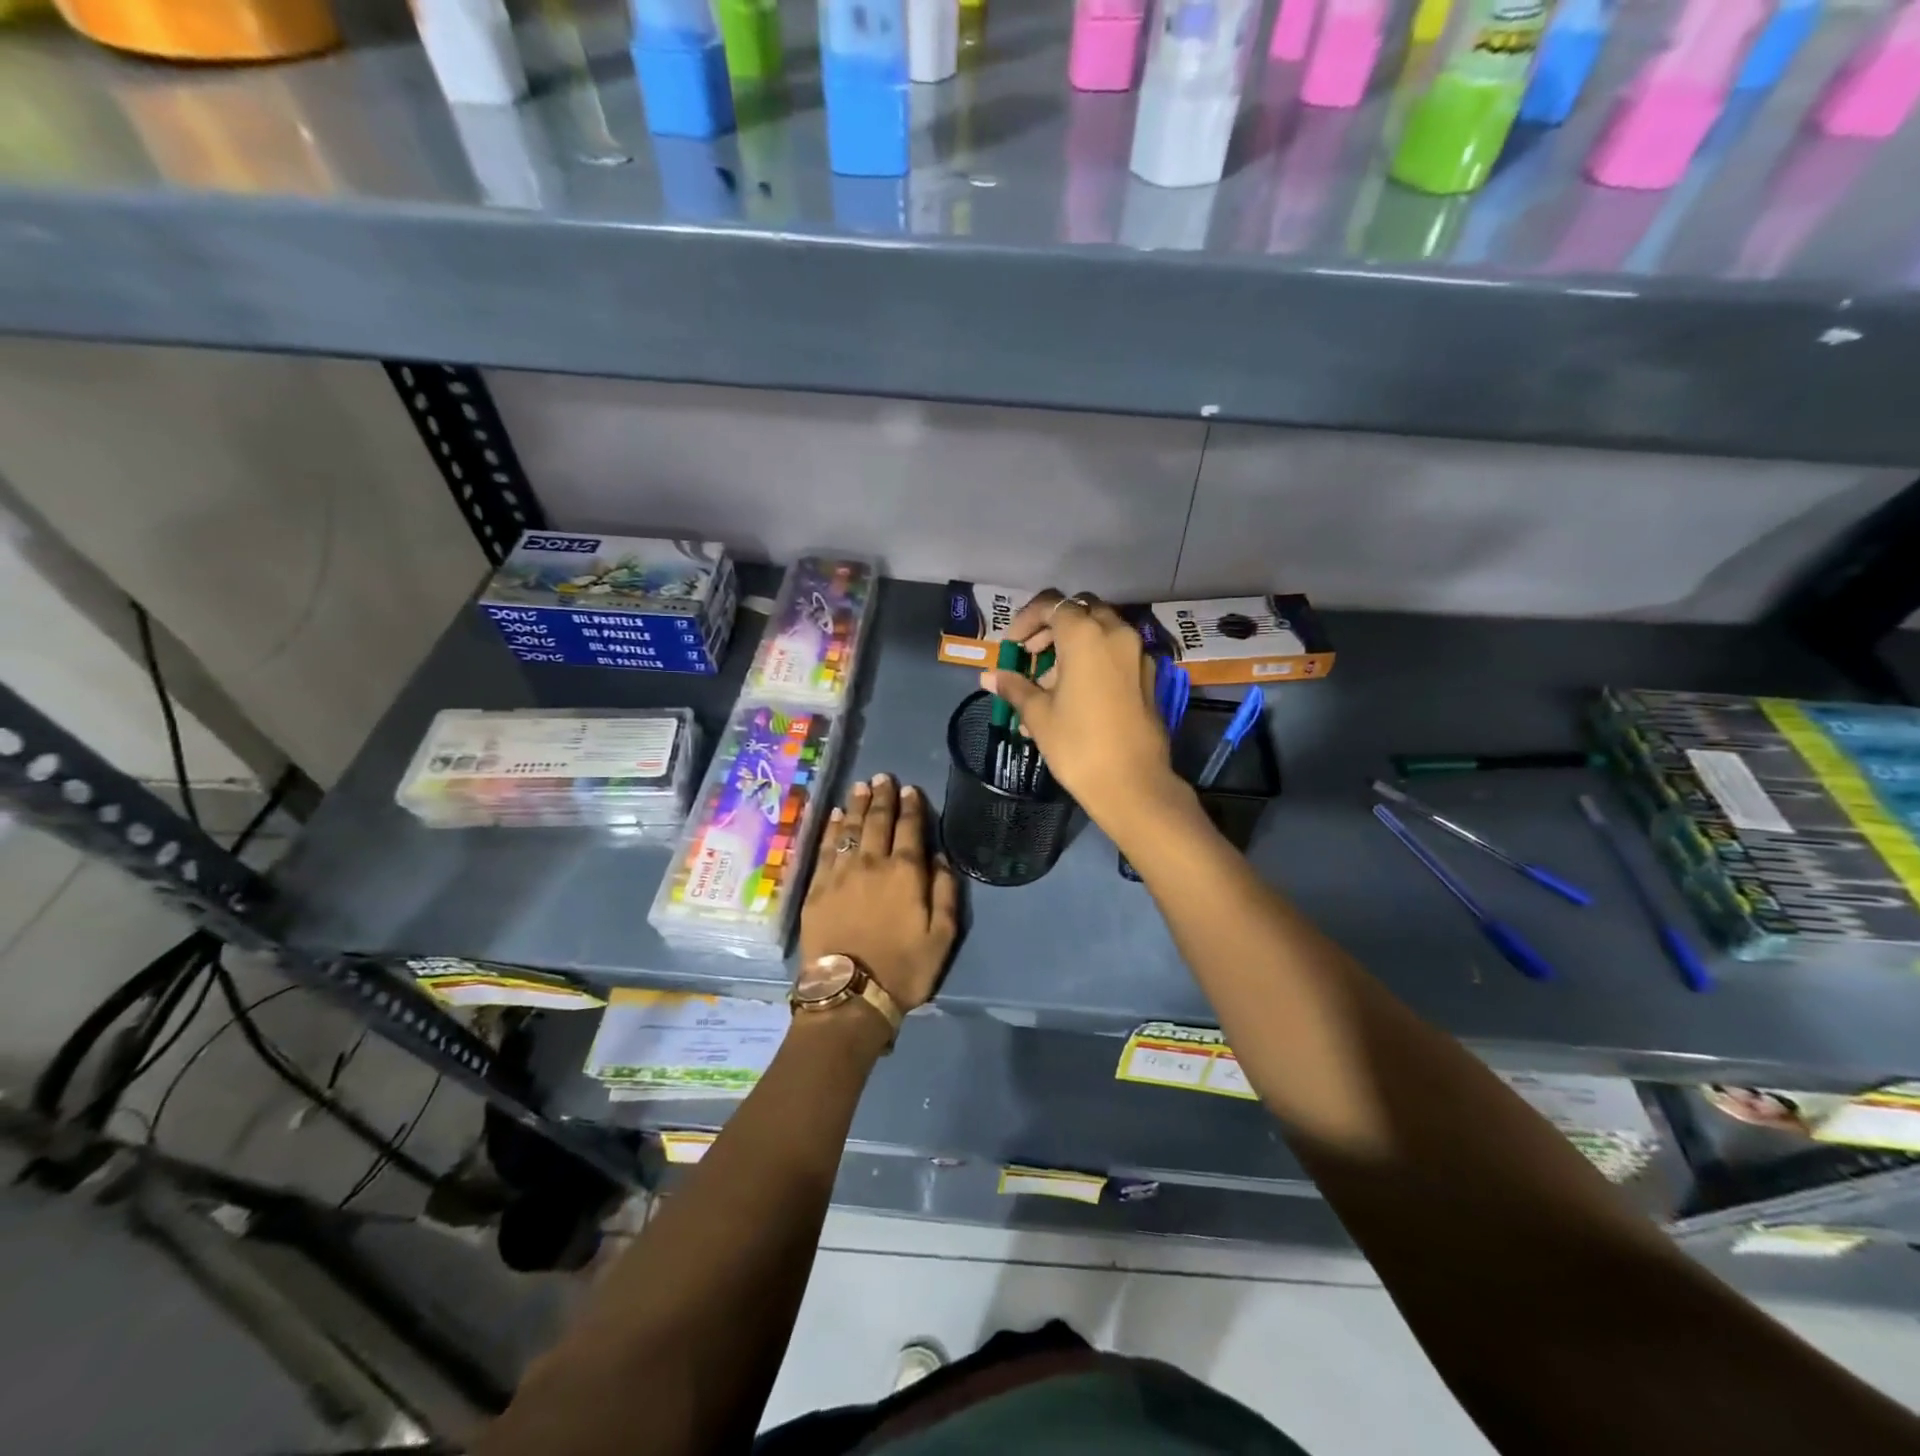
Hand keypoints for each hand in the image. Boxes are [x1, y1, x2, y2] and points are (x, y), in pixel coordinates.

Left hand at [800, 774, 958, 1013]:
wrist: (850, 994)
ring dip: (856, 805)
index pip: (910, 829)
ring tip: (861, 786)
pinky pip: (825, 848)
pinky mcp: (817, 887)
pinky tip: (834, 815)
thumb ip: (945, 891)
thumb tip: (939, 856)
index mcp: (906, 873)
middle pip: (877, 821)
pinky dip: (831, 828)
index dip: (911, 807)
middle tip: (883, 777)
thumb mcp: (942, 936)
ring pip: (849, 828)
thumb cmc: (904, 968)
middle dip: (882, 797)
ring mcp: (841, 873)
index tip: (909, 789)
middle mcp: (873, 863)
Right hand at [981, 590, 1190, 837]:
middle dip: (1052, 627)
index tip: (1013, 646)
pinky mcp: (1148, 676)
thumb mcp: (1038, 715)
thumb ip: (1015, 687)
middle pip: (1080, 611)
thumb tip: (990, 676)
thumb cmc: (1078, 745)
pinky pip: (1116, 654)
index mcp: (1085, 635)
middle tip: (1031, 656)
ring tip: (1048, 684)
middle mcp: (1116, 633)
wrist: (1133, 784)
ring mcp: (1137, 653)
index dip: (1026, 620)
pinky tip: (1076, 695)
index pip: (1052, 605)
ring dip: (1073, 645)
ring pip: (1101, 631)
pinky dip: (1094, 660)